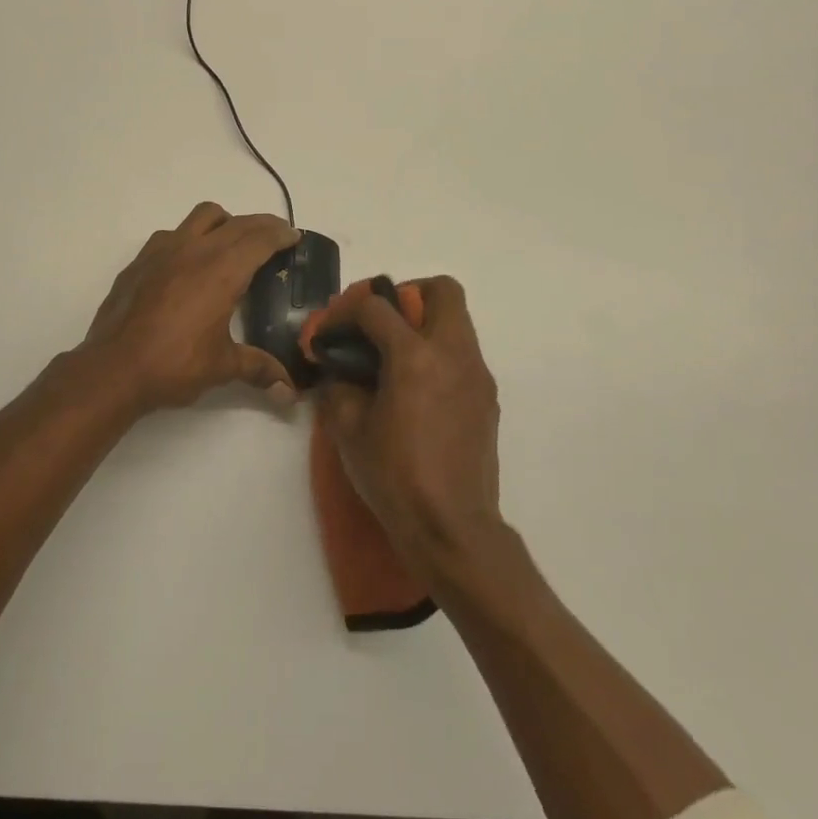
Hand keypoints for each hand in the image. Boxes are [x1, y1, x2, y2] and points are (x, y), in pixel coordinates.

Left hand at [82, 202, 300, 414]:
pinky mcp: (139, 261)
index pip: (259, 239)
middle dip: (260, 225)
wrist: (113, 368)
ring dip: (224, 222)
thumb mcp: (222, 367)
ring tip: (232, 242)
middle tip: (275, 236)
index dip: (280, 234)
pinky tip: (188, 263)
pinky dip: (189, 237)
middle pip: (236, 223)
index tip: (293, 236)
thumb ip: (259, 369)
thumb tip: (290, 394)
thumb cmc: (174, 365)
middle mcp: (194, 250)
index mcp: (221, 271)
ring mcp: (162, 251)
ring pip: (201, 217)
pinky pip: (171, 234)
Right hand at [314, 276, 502, 568]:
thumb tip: (337, 368)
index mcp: (415, 356)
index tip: (330, 332)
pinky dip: (437, 354)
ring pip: (457, 321)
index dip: (346, 311)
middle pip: (442, 290)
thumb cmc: (394, 475)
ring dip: (424, 324)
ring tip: (393, 358)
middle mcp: (453, 354)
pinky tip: (415, 390)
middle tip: (380, 323)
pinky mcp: (487, 398)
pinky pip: (462, 354)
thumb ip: (339, 385)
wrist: (452, 527)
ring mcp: (477, 375)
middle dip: (407, 294)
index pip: (377, 307)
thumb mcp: (348, 428)